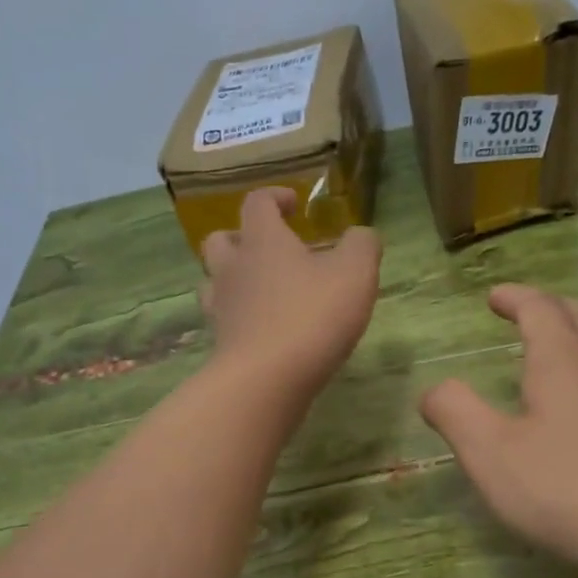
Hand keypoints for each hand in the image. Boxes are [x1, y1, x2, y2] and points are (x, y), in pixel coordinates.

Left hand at [199, 187, 380, 396]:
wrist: (266, 380)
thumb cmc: (312, 316)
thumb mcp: (355, 274)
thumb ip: (362, 245)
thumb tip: (361, 235)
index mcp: (262, 240)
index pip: (258, 202)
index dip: (275, 197)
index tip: (295, 205)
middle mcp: (233, 268)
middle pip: (221, 241)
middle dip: (243, 238)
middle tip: (271, 250)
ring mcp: (222, 308)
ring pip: (215, 281)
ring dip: (235, 279)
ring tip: (263, 291)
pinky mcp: (221, 344)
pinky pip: (224, 320)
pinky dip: (240, 318)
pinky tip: (264, 330)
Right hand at [421, 285, 577, 577]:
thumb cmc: (566, 490)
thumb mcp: (490, 454)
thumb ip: (455, 413)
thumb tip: (435, 388)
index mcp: (564, 362)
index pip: (540, 309)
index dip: (515, 297)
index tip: (494, 296)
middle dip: (553, 307)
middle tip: (530, 313)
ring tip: (568, 348)